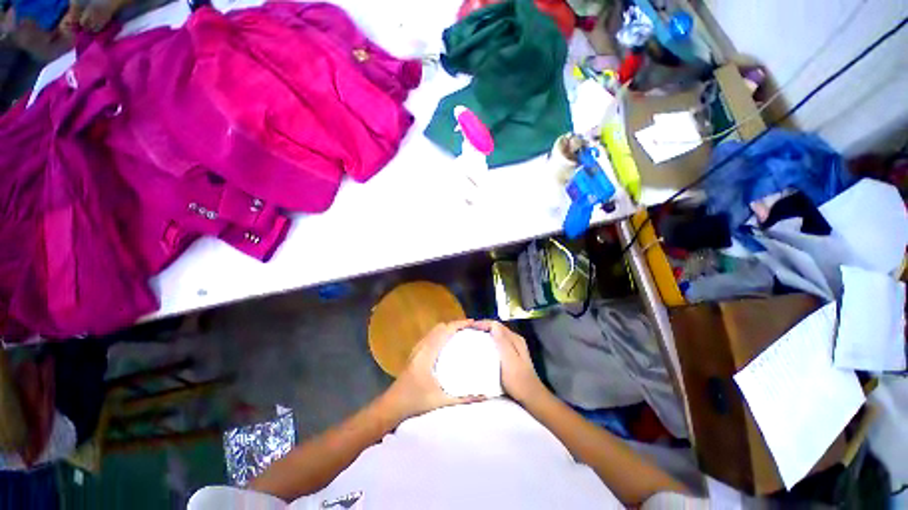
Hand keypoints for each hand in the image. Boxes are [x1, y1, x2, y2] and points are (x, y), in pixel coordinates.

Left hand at [382, 320, 482, 421]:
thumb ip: (463, 398)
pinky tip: (446, 344)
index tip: (472, 323)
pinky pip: (430, 337)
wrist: (391, 405)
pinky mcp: (415, 353)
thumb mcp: (441, 401)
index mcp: (428, 353)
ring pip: (434, 331)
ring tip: (460, 334)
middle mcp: (422, 346)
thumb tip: (485, 396)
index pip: (445, 331)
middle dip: (455, 325)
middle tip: (469, 330)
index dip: (459, 324)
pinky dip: (440, 334)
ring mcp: (417, 349)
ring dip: (447, 329)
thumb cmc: (415, 401)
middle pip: (440, 327)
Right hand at [477, 321, 546, 404]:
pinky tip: (483, 348)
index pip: (496, 325)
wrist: (531, 397)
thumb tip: (493, 325)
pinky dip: (489, 342)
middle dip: (483, 327)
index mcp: (514, 339)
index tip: (471, 327)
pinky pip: (498, 342)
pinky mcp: (511, 354)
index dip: (483, 323)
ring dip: (486, 334)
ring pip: (497, 335)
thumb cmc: (518, 380)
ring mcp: (514, 347)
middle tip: (470, 332)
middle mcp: (515, 340)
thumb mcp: (509, 360)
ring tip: (473, 338)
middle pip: (496, 328)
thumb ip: (503, 342)